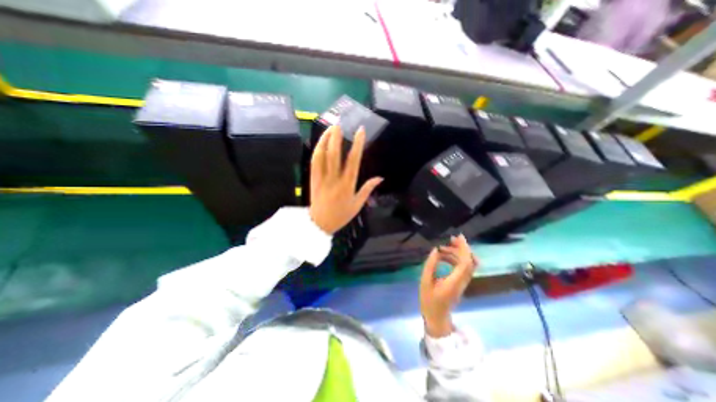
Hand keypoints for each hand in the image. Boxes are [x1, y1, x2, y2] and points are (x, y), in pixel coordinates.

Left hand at [309, 126, 381, 235]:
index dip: (357, 144)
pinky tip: (320, 143)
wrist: (320, 224)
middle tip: (339, 124)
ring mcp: (321, 178)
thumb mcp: (358, 204)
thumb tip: (380, 178)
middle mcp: (334, 178)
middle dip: (336, 137)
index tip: (360, 131)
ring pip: (322, 156)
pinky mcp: (313, 179)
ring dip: (324, 140)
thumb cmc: (341, 215)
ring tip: (329, 129)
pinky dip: (317, 151)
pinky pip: (314, 163)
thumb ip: (368, 189)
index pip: (353, 160)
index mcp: (347, 184)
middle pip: (334, 154)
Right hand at [421, 233, 473, 336]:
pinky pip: (463, 268)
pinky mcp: (461, 283)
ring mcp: (463, 283)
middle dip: (462, 248)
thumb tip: (435, 250)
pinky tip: (445, 256)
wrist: (437, 317)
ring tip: (443, 248)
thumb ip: (430, 265)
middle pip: (470, 262)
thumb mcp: (425, 281)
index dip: (463, 249)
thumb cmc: (429, 300)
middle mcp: (462, 281)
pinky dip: (456, 259)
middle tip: (451, 239)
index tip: (457, 237)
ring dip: (458, 253)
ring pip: (467, 264)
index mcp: (454, 282)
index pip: (465, 263)